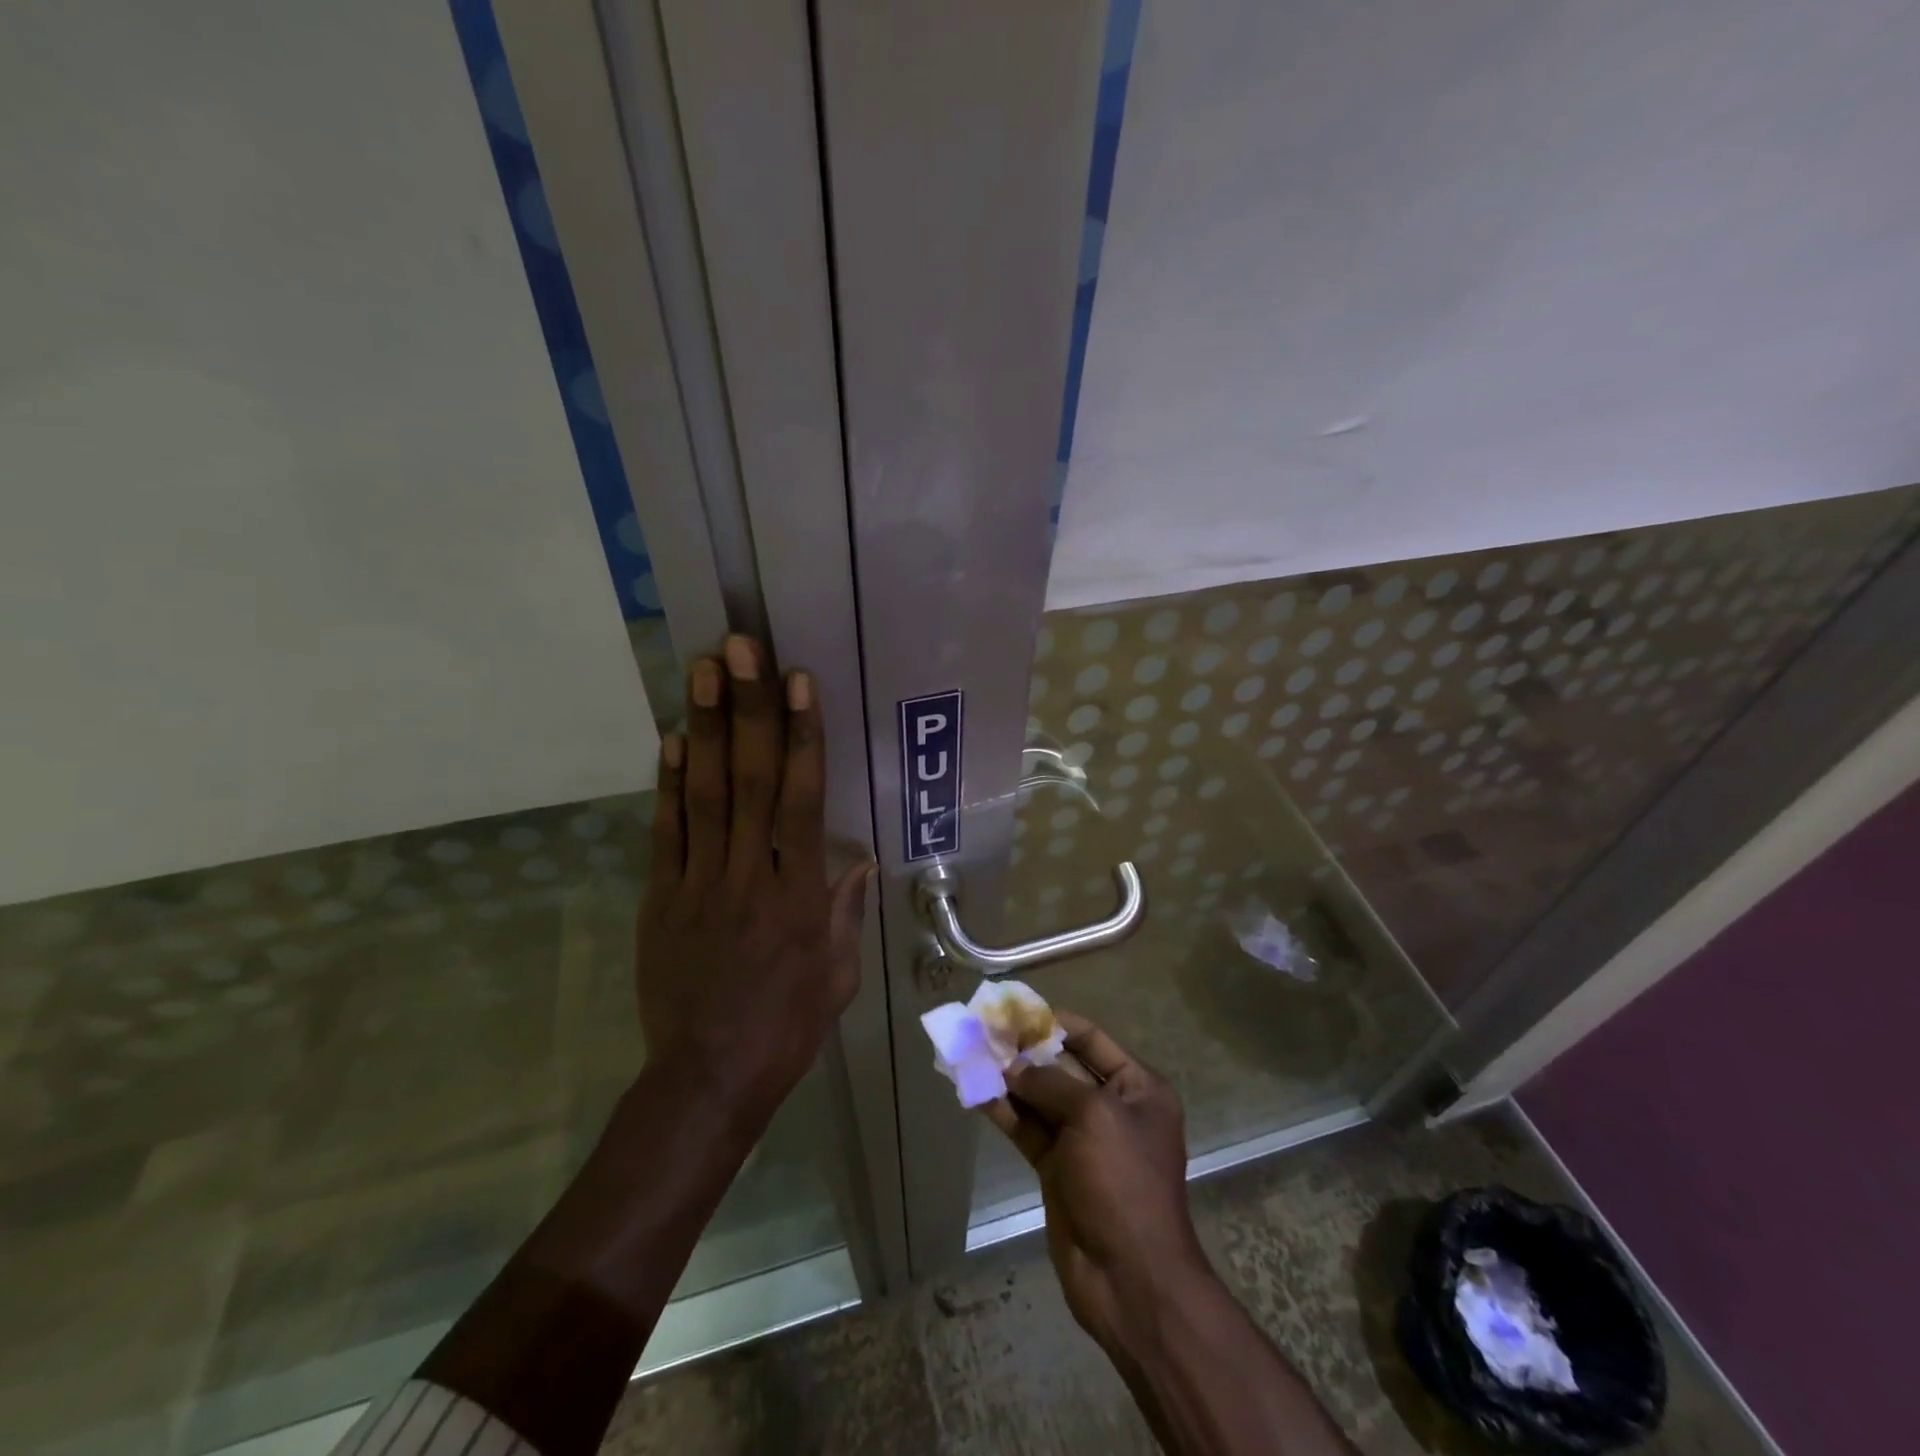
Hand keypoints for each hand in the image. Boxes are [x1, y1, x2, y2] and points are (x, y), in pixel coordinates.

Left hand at [637, 635, 872, 1116]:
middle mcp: (749, 875)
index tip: (798, 684)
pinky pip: (667, 833)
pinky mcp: (662, 898)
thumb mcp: (838, 975)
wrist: (708, 1079)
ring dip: (703, 728)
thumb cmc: (787, 1028)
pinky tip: (669, 739)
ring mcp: (699, 883)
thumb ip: (844, 911)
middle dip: (747, 709)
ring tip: (703, 671)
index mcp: (799, 894)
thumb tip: (858, 857)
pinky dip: (667, 784)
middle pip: (748, 780)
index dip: (801, 736)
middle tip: (742, 649)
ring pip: (703, 794)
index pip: (802, 799)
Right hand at [984, 1014, 1210, 1359]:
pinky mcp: (1057, 1168)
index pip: (1091, 1039)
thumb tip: (1012, 1067)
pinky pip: (1027, 1129)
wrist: (1129, 1278)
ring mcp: (1082, 1140)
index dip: (1054, 1022)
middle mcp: (1111, 1108)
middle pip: (1062, 1066)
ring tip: (971, 1053)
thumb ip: (1051, 1083)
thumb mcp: (1094, 1116)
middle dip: (1025, 1050)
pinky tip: (975, 1092)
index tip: (1016, 1010)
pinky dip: (1003, 1111)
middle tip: (984, 1030)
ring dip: (1008, 1079)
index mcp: (1137, 1088)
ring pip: (1039, 1098)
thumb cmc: (1123, 1182)